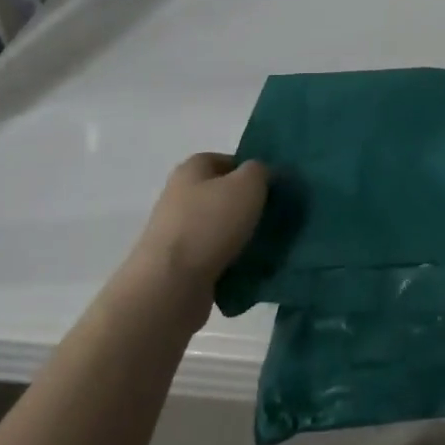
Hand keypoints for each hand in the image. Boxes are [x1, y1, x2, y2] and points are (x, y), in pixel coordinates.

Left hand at [125, 154, 268, 297]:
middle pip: (220, 194)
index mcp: (190, 170)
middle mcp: (178, 196)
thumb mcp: (247, 185)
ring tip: (266, 244)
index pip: (224, 160)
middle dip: (246, 204)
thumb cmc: (210, 223)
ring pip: (218, 227)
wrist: (171, 284)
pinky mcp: (178, 264)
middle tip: (274, 215)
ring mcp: (176, 232)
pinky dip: (229, 260)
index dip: (249, 170)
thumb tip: (262, 175)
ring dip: (239, 234)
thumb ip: (259, 171)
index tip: (271, 187)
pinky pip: (213, 255)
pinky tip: (248, 266)